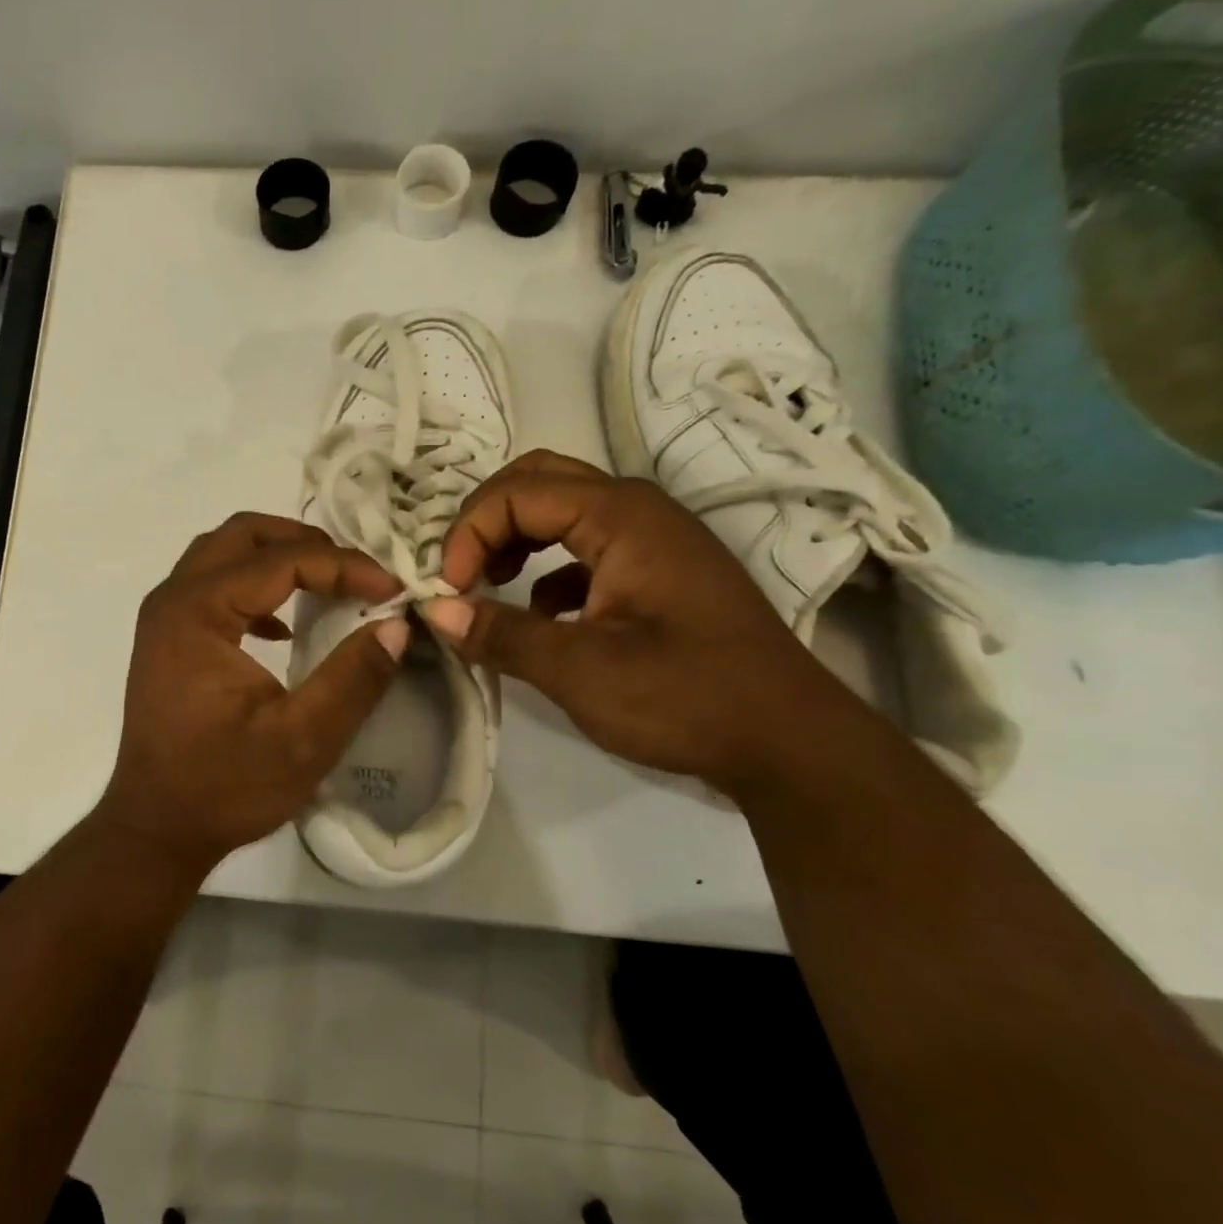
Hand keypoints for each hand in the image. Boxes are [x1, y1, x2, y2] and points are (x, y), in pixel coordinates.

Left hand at [95, 513, 409, 871]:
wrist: (155, 828)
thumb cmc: (224, 787)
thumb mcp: (303, 740)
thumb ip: (353, 678)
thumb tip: (397, 625)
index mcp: (197, 613)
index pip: (279, 560)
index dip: (343, 566)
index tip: (392, 589)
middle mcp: (172, 600)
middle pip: (243, 535)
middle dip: (305, 542)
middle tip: (357, 571)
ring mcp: (164, 618)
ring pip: (224, 554)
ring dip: (279, 559)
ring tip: (330, 585)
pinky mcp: (168, 640)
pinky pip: (213, 586)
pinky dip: (255, 588)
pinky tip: (284, 627)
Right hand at [420, 451, 859, 795]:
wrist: (787, 742)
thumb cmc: (686, 696)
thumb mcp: (581, 670)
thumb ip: (502, 634)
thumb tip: (435, 610)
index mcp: (622, 516)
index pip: (518, 493)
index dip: (469, 533)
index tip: (449, 590)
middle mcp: (637, 511)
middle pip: (539, 481)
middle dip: (487, 520)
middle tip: (461, 570)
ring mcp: (651, 542)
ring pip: (562, 512)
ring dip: (514, 539)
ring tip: (488, 584)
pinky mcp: (656, 576)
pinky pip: (584, 550)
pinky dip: (546, 571)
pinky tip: (540, 616)